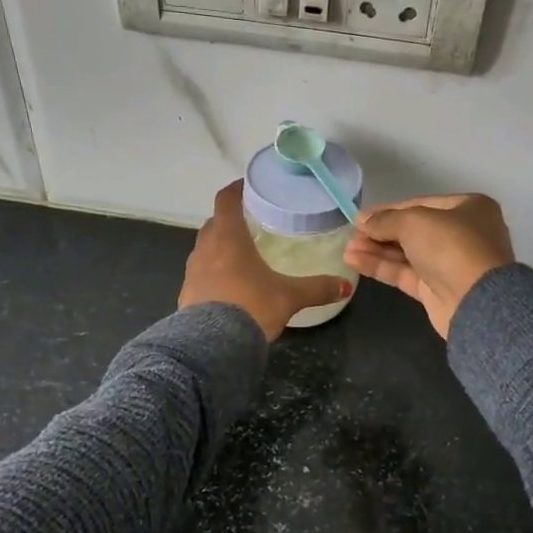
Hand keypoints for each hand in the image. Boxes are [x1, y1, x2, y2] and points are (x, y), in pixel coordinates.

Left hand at [179, 182, 352, 340]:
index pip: (226, 201)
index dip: (236, 189)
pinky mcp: (186, 294)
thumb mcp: (289, 297)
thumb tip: (346, 286)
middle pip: (214, 224)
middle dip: (229, 220)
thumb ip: (317, 288)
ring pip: (204, 249)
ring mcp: (192, 272)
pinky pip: (200, 274)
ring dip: (218, 247)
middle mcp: (205, 248)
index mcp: (228, 238)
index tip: (248, 186)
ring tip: (241, 255)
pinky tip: (229, 286)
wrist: (212, 346)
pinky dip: (212, 272)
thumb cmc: (250, 306)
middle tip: (251, 223)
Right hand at [343, 194, 514, 337]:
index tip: (360, 216)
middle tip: (351, 234)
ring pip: (407, 253)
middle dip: (380, 232)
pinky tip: (354, 261)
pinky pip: (405, 273)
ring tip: (347, 249)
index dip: (389, 210)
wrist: (476, 302)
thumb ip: (386, 220)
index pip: (420, 204)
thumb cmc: (451, 247)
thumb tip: (362, 221)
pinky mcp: (437, 289)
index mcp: (468, 208)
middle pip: (413, 229)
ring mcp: (450, 263)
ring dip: (377, 250)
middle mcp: (462, 233)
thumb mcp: (415, 222)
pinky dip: (381, 266)